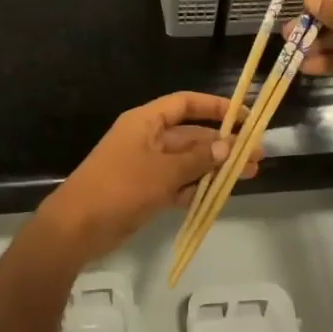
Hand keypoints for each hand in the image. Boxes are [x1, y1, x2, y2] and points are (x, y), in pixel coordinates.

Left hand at [38, 92, 261, 264]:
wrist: (76, 227)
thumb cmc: (119, 188)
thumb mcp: (163, 172)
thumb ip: (198, 159)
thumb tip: (229, 147)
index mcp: (146, 121)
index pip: (185, 104)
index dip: (215, 107)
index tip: (244, 117)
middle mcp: (147, 138)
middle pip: (190, 135)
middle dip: (222, 145)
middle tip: (256, 157)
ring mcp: (145, 166)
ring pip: (187, 161)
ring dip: (214, 168)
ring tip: (249, 176)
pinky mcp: (144, 191)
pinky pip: (177, 183)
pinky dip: (195, 187)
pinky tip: (219, 195)